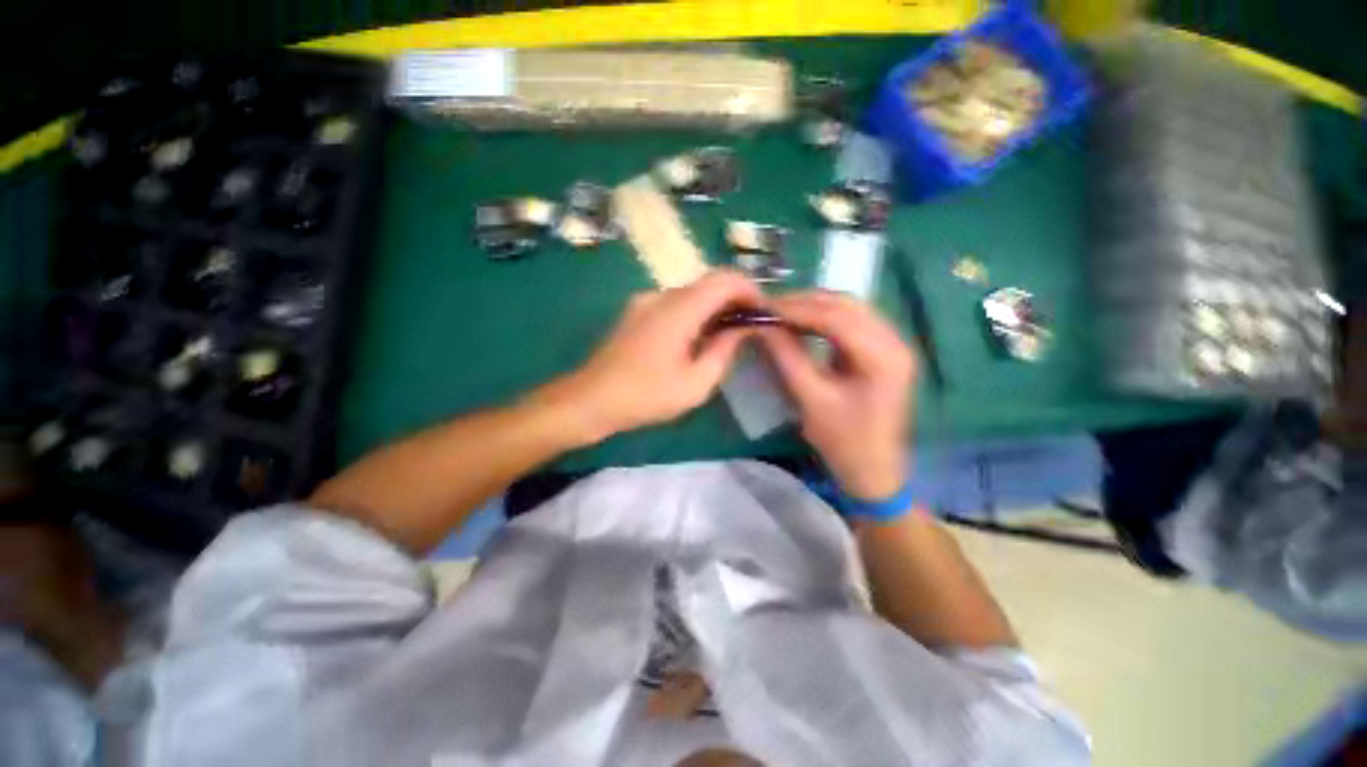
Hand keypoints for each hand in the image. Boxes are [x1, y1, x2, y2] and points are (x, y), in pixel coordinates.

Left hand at [542, 271, 762, 442]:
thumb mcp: (696, 383)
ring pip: (692, 292)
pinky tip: (697, 338)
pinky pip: (675, 302)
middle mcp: (662, 294)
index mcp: (679, 309)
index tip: (764, 312)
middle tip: (751, 326)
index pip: (725, 279)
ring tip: (728, 335)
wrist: (590, 399)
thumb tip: (742, 328)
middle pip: (709, 282)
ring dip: (715, 306)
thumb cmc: (646, 396)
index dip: (751, 290)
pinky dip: (695, 312)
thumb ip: (724, 350)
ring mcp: (645, 301)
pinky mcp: (636, 311)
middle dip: (735, 299)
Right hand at [759, 291, 915, 499]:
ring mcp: (892, 344)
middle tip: (769, 307)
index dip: (797, 309)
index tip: (763, 308)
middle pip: (847, 305)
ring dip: (814, 307)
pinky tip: (801, 323)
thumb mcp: (811, 399)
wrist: (874, 471)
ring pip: (849, 309)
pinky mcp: (882, 351)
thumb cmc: (843, 441)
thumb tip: (762, 325)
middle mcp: (895, 341)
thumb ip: (787, 357)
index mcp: (883, 357)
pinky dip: (824, 318)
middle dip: (805, 302)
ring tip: (781, 312)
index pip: (836, 318)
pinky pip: (852, 322)